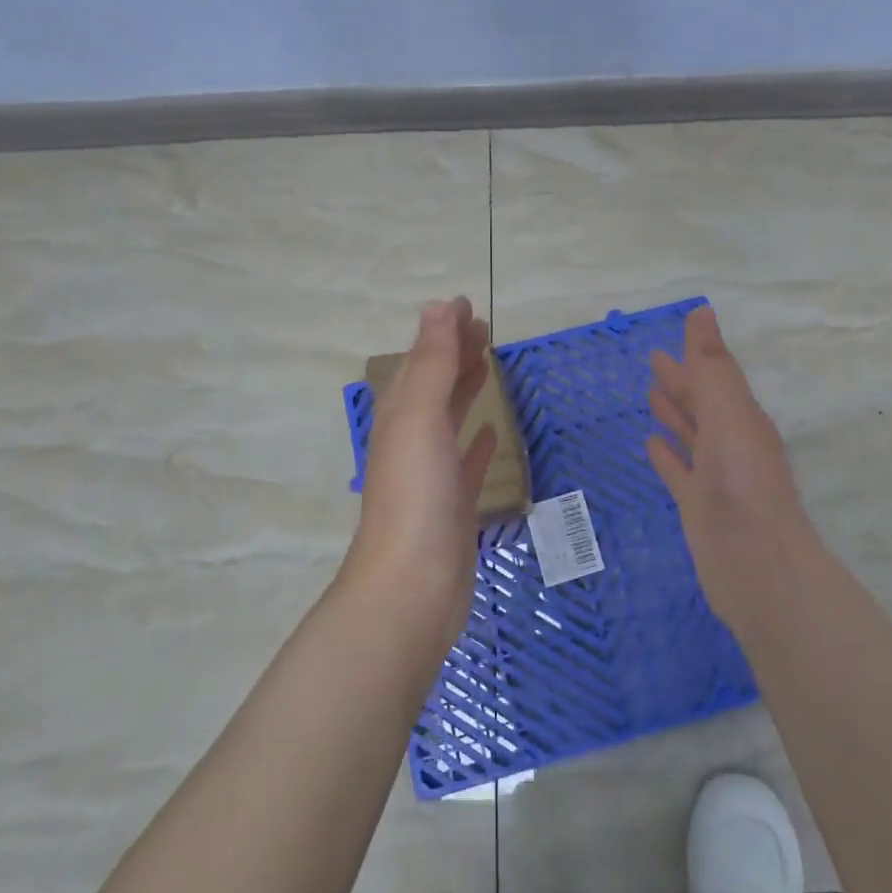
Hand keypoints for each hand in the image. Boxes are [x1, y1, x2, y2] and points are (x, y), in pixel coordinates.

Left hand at [344, 298, 498, 641]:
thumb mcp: (421, 420)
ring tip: (486, 365)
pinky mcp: (453, 505)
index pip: (420, 361)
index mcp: (401, 417)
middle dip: (454, 354)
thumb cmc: (416, 496)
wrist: (413, 586)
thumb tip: (436, 306)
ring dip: (463, 389)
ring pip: (448, 419)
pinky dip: (477, 441)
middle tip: (484, 328)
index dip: (441, 332)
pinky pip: (466, 462)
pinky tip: (490, 432)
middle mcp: (412, 440)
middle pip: (433, 385)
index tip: (466, 306)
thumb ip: (432, 364)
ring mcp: (432, 475)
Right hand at [646, 305, 821, 631]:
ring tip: (651, 394)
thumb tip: (703, 312)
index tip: (677, 331)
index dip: (697, 354)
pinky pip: (678, 471)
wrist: (756, 567)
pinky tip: (650, 445)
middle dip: (681, 381)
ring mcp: (715, 477)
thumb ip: (712, 368)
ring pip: (692, 435)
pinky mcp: (698, 506)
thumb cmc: (743, 485)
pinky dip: (666, 455)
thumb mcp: (729, 416)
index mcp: (742, 419)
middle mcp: (731, 444)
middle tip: (653, 359)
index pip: (716, 377)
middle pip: (703, 404)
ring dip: (675, 413)